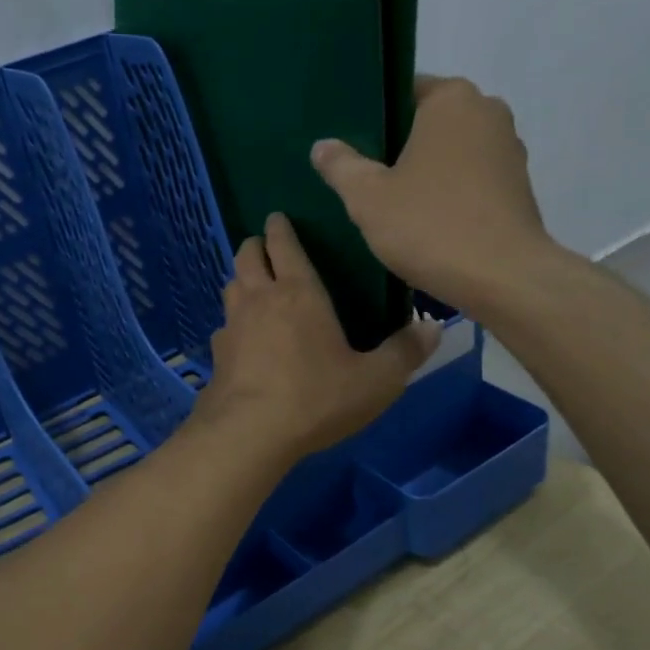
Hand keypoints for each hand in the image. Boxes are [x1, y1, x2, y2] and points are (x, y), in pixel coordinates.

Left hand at [194, 212, 438, 462]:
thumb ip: (404, 353)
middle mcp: (259, 299)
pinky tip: (243, 339)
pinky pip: (224, 326)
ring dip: (241, 279)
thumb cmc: (316, 397)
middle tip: (264, 245)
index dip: (280, 228)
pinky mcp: (216, 355)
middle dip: (255, 245)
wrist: (249, 432)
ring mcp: (232, 325)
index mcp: (298, 292)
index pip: (284, 245)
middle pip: (246, 256)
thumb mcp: (375, 380)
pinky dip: (233, 323)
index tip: (278, 217)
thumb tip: (433, 328)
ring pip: (231, 286)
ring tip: (254, 286)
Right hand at [311, 75, 561, 311]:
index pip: (403, 92)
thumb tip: (323, 145)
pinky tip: (422, 220)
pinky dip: (446, 192)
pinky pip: (469, 179)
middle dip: (397, 146)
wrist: (502, 277)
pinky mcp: (517, 186)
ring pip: (450, 152)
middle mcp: (487, 112)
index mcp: (452, 100)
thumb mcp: (367, 197)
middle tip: (360, 176)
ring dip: (423, 171)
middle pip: (427, 122)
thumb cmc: (429, 225)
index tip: (349, 145)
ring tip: (388, 201)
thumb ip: (341, 166)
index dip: (372, 117)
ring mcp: (508, 150)